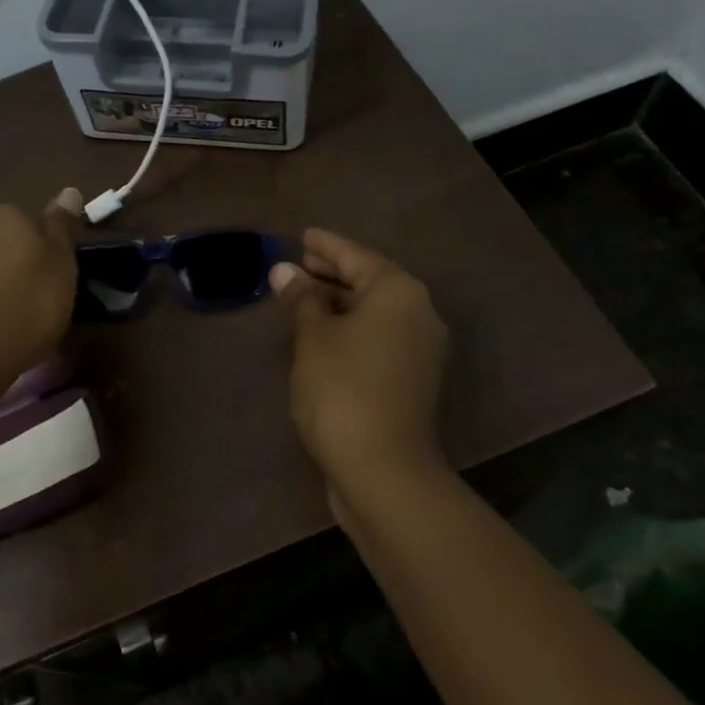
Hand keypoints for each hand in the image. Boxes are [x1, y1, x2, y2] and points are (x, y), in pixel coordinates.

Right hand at [268, 228, 448, 496]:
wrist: (384, 470)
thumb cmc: (343, 389)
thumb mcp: (313, 337)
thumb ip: (302, 299)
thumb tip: (284, 270)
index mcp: (398, 292)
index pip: (356, 255)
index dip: (326, 244)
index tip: (303, 235)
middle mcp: (418, 314)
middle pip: (370, 281)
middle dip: (332, 272)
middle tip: (298, 264)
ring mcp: (420, 349)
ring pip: (374, 312)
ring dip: (339, 302)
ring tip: (302, 297)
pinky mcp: (412, 379)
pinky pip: (378, 336)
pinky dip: (351, 328)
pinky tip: (322, 334)